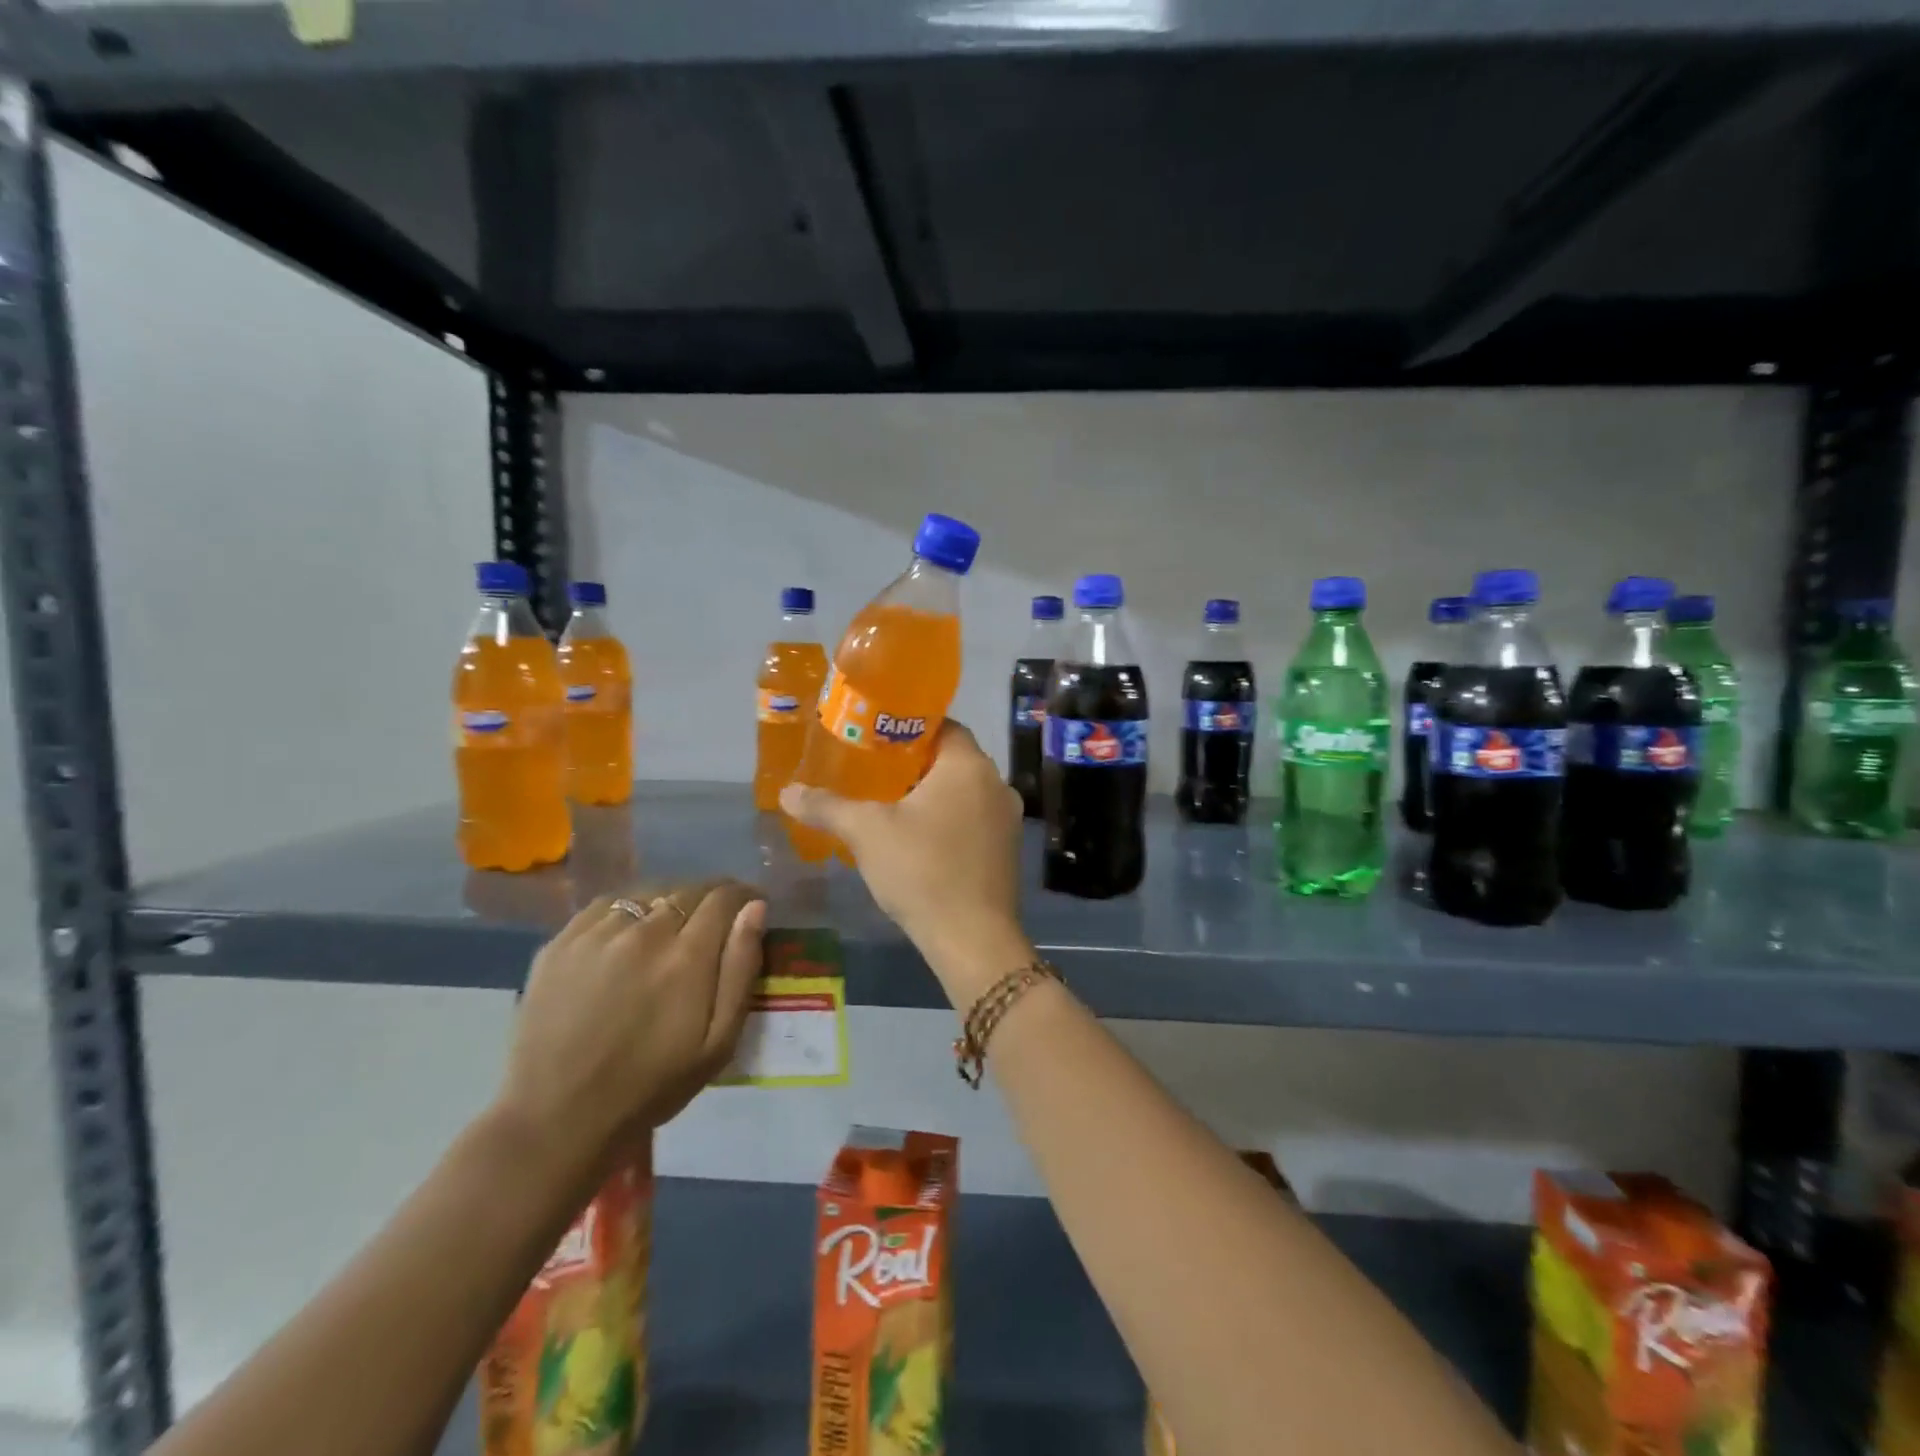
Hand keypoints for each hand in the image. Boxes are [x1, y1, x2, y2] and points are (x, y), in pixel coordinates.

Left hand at [495, 879, 765, 1178]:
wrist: (557, 1118)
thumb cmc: (651, 1085)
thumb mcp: (718, 1043)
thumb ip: (740, 969)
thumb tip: (756, 909)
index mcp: (686, 956)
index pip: (725, 897)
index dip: (743, 896)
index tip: (750, 907)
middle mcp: (642, 931)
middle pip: (687, 889)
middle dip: (709, 900)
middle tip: (712, 926)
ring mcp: (596, 933)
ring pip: (647, 893)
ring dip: (667, 904)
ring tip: (668, 931)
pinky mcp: (560, 942)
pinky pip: (606, 906)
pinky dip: (627, 912)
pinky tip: (627, 938)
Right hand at [781, 722, 1030, 1004]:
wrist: (972, 939)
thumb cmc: (922, 870)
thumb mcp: (866, 832)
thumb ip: (827, 806)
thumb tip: (787, 792)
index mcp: (969, 765)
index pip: (942, 725)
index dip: (907, 727)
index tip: (875, 739)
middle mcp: (996, 783)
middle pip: (952, 759)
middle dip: (913, 764)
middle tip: (873, 772)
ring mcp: (1007, 819)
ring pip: (963, 792)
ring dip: (931, 794)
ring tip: (890, 805)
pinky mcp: (1008, 850)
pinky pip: (973, 819)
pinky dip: (947, 820)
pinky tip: (918, 840)